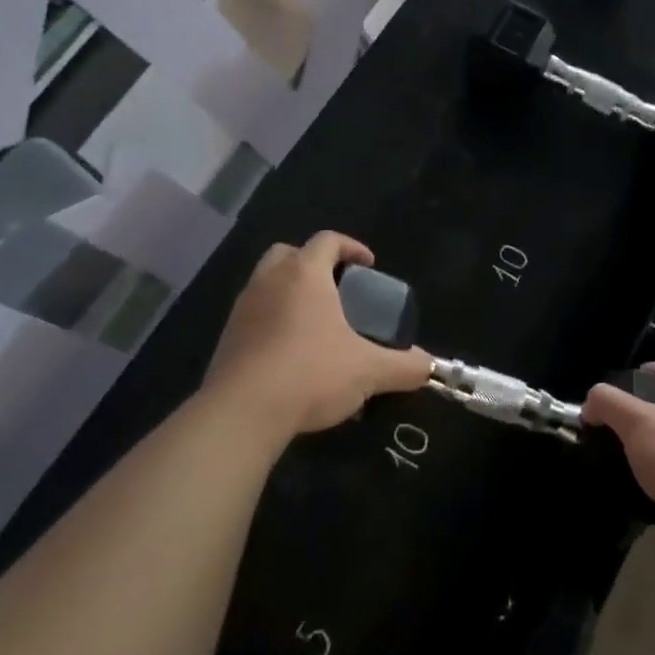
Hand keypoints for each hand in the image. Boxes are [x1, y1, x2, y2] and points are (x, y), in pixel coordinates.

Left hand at [205, 232, 430, 438]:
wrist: (240, 414)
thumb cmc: (310, 374)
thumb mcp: (368, 371)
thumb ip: (404, 366)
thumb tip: (428, 366)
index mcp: (305, 274)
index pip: (328, 240)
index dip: (351, 246)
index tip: (369, 265)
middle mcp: (270, 281)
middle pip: (289, 253)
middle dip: (313, 263)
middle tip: (336, 288)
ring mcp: (242, 309)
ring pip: (266, 282)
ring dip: (290, 292)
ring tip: (314, 322)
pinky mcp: (226, 339)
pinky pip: (253, 315)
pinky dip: (272, 321)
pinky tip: (289, 353)